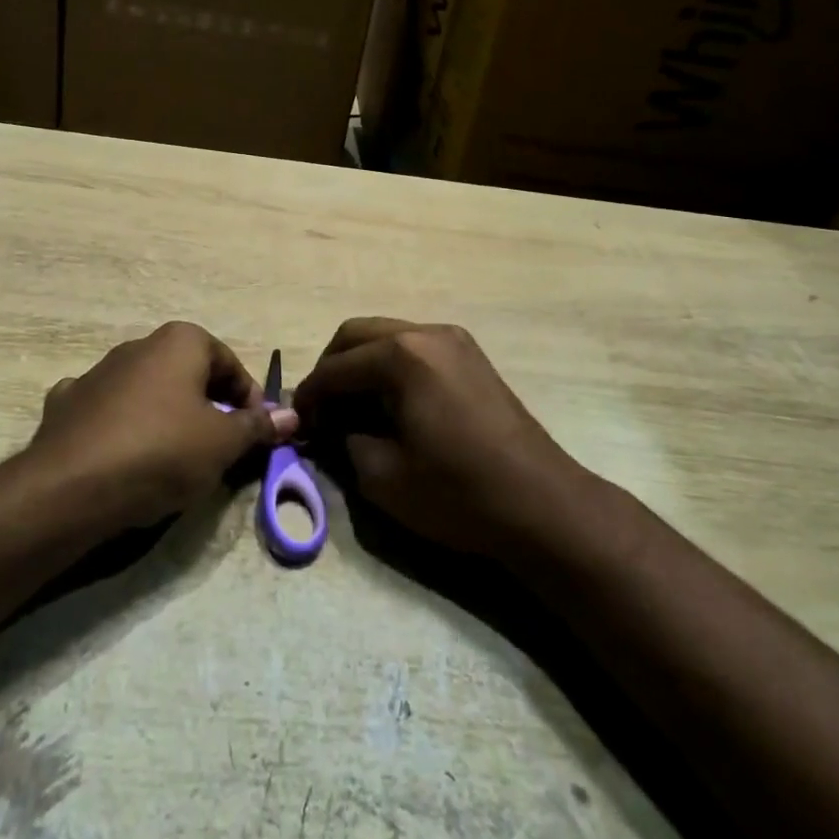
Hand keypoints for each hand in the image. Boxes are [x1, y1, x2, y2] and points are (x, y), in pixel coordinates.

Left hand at [25, 322, 298, 532]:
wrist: (71, 487)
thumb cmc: (162, 451)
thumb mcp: (223, 443)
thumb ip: (258, 426)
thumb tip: (292, 415)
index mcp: (180, 341)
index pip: (230, 364)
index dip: (249, 400)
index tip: (254, 436)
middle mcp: (138, 345)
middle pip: (189, 375)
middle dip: (208, 408)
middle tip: (219, 450)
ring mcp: (97, 372)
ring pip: (147, 392)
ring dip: (166, 417)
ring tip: (173, 461)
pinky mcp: (67, 403)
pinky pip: (107, 411)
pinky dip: (121, 426)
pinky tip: (122, 455)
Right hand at [292, 318, 584, 557]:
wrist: (542, 505)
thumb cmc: (457, 492)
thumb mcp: (382, 475)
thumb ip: (343, 440)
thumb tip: (330, 426)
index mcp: (402, 355)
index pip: (335, 367)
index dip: (310, 396)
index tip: (296, 423)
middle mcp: (426, 333)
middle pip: (357, 334)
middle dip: (331, 368)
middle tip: (320, 410)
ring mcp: (454, 340)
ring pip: (387, 336)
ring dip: (361, 364)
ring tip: (352, 408)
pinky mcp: (472, 356)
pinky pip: (415, 348)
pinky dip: (390, 367)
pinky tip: (389, 403)